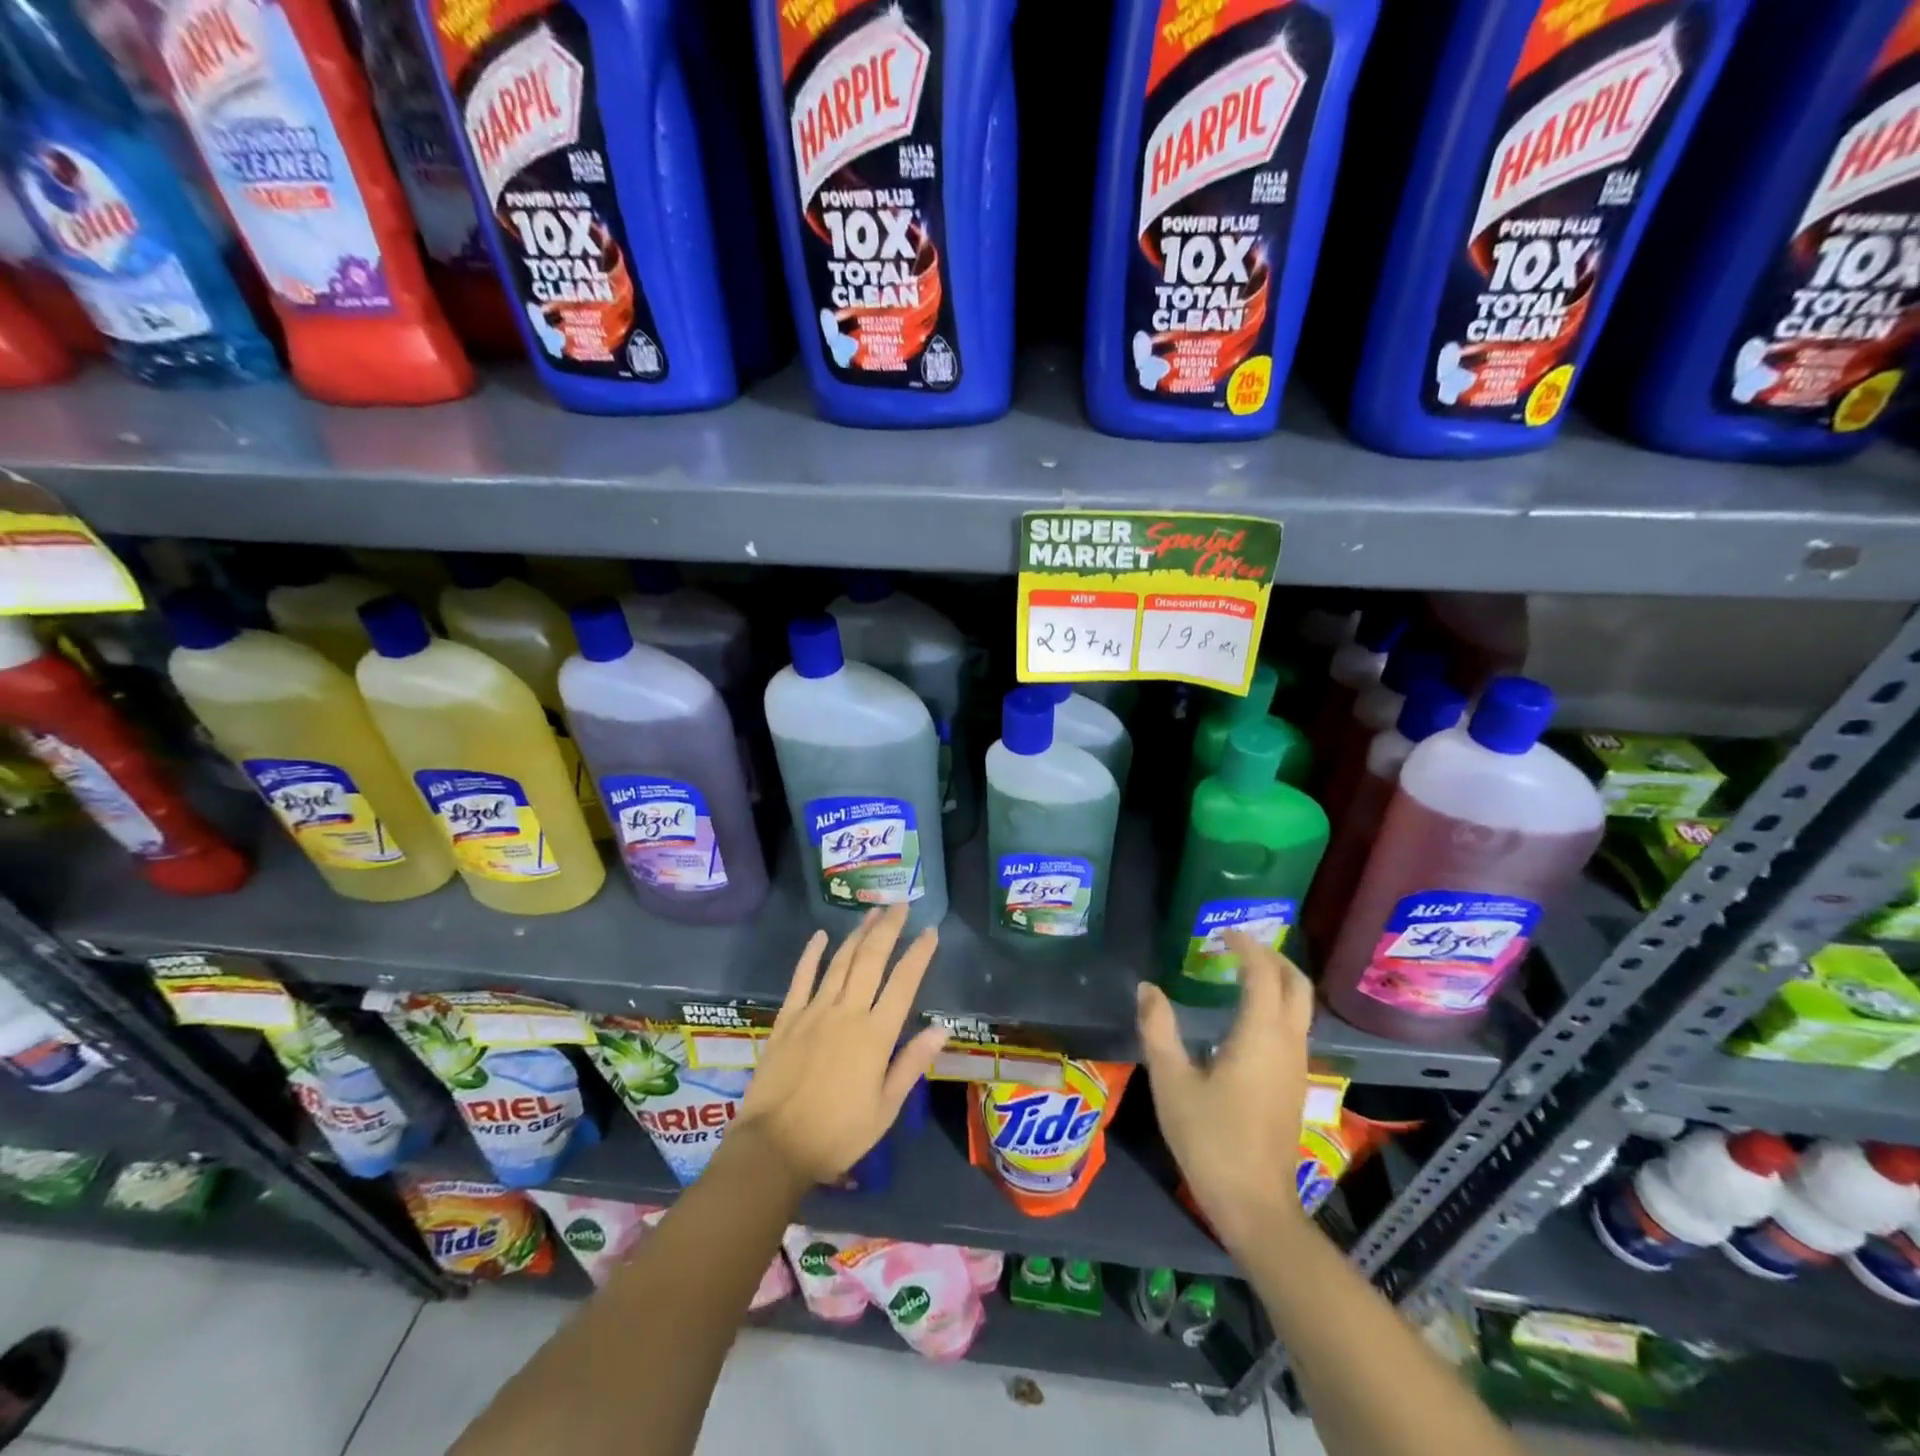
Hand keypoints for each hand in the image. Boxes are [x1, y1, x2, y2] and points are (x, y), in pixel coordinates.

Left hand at [732, 905, 947, 1189]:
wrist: (774, 1148)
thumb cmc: (837, 1135)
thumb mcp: (885, 1108)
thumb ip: (912, 1063)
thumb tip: (942, 1027)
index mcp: (876, 1035)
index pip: (904, 983)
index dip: (919, 954)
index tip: (930, 932)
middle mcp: (847, 1013)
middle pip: (871, 960)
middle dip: (888, 929)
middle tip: (900, 905)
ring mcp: (814, 1012)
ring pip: (840, 962)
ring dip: (858, 934)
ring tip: (872, 913)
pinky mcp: (787, 1019)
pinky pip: (801, 978)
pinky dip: (812, 954)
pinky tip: (821, 935)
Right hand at [1137, 931, 1312, 1253]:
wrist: (1255, 1205)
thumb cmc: (1210, 1139)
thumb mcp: (1172, 1081)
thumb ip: (1158, 1029)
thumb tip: (1147, 988)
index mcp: (1260, 1035)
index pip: (1263, 973)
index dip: (1246, 947)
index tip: (1221, 933)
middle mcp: (1287, 1043)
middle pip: (1297, 985)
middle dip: (1273, 956)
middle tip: (1239, 945)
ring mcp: (1296, 1066)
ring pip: (1301, 1006)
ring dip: (1278, 980)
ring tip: (1242, 971)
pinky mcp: (1294, 1084)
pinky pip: (1295, 1027)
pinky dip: (1278, 1004)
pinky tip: (1247, 1015)